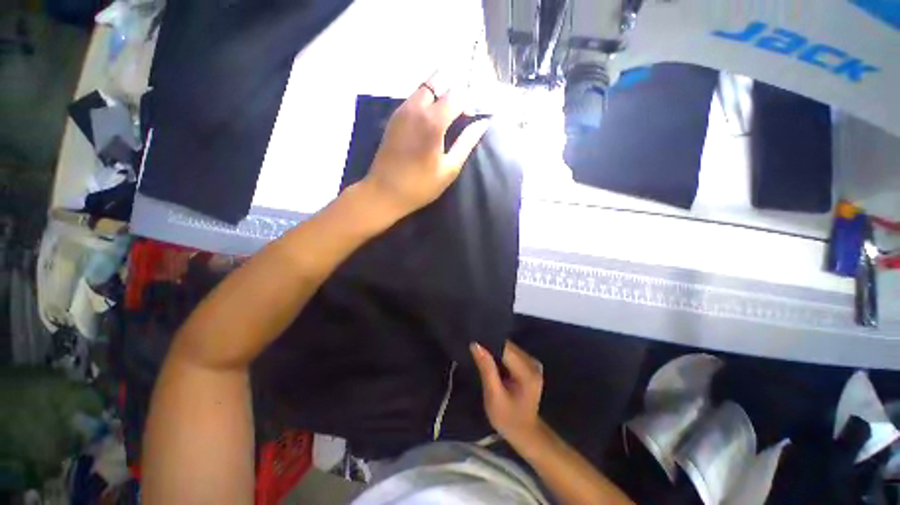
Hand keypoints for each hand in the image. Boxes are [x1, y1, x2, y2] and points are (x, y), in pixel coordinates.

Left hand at [364, 75, 490, 215]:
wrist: (385, 192)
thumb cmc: (421, 185)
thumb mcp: (449, 169)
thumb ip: (466, 143)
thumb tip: (483, 123)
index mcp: (433, 122)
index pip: (456, 95)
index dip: (468, 103)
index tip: (471, 118)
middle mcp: (416, 108)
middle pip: (437, 82)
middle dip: (452, 91)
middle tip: (458, 112)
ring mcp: (401, 111)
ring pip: (423, 88)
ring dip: (438, 94)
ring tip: (446, 116)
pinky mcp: (393, 118)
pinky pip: (412, 99)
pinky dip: (425, 101)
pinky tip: (429, 121)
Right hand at [471, 341, 544, 446]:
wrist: (525, 433)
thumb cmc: (508, 419)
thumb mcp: (493, 397)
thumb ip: (486, 369)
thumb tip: (475, 344)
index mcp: (528, 373)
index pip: (505, 348)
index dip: (488, 343)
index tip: (473, 341)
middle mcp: (533, 363)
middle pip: (508, 346)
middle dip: (491, 346)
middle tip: (474, 349)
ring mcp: (533, 363)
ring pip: (509, 347)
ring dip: (494, 349)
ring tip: (480, 354)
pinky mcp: (530, 364)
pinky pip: (511, 352)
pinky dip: (500, 354)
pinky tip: (491, 360)